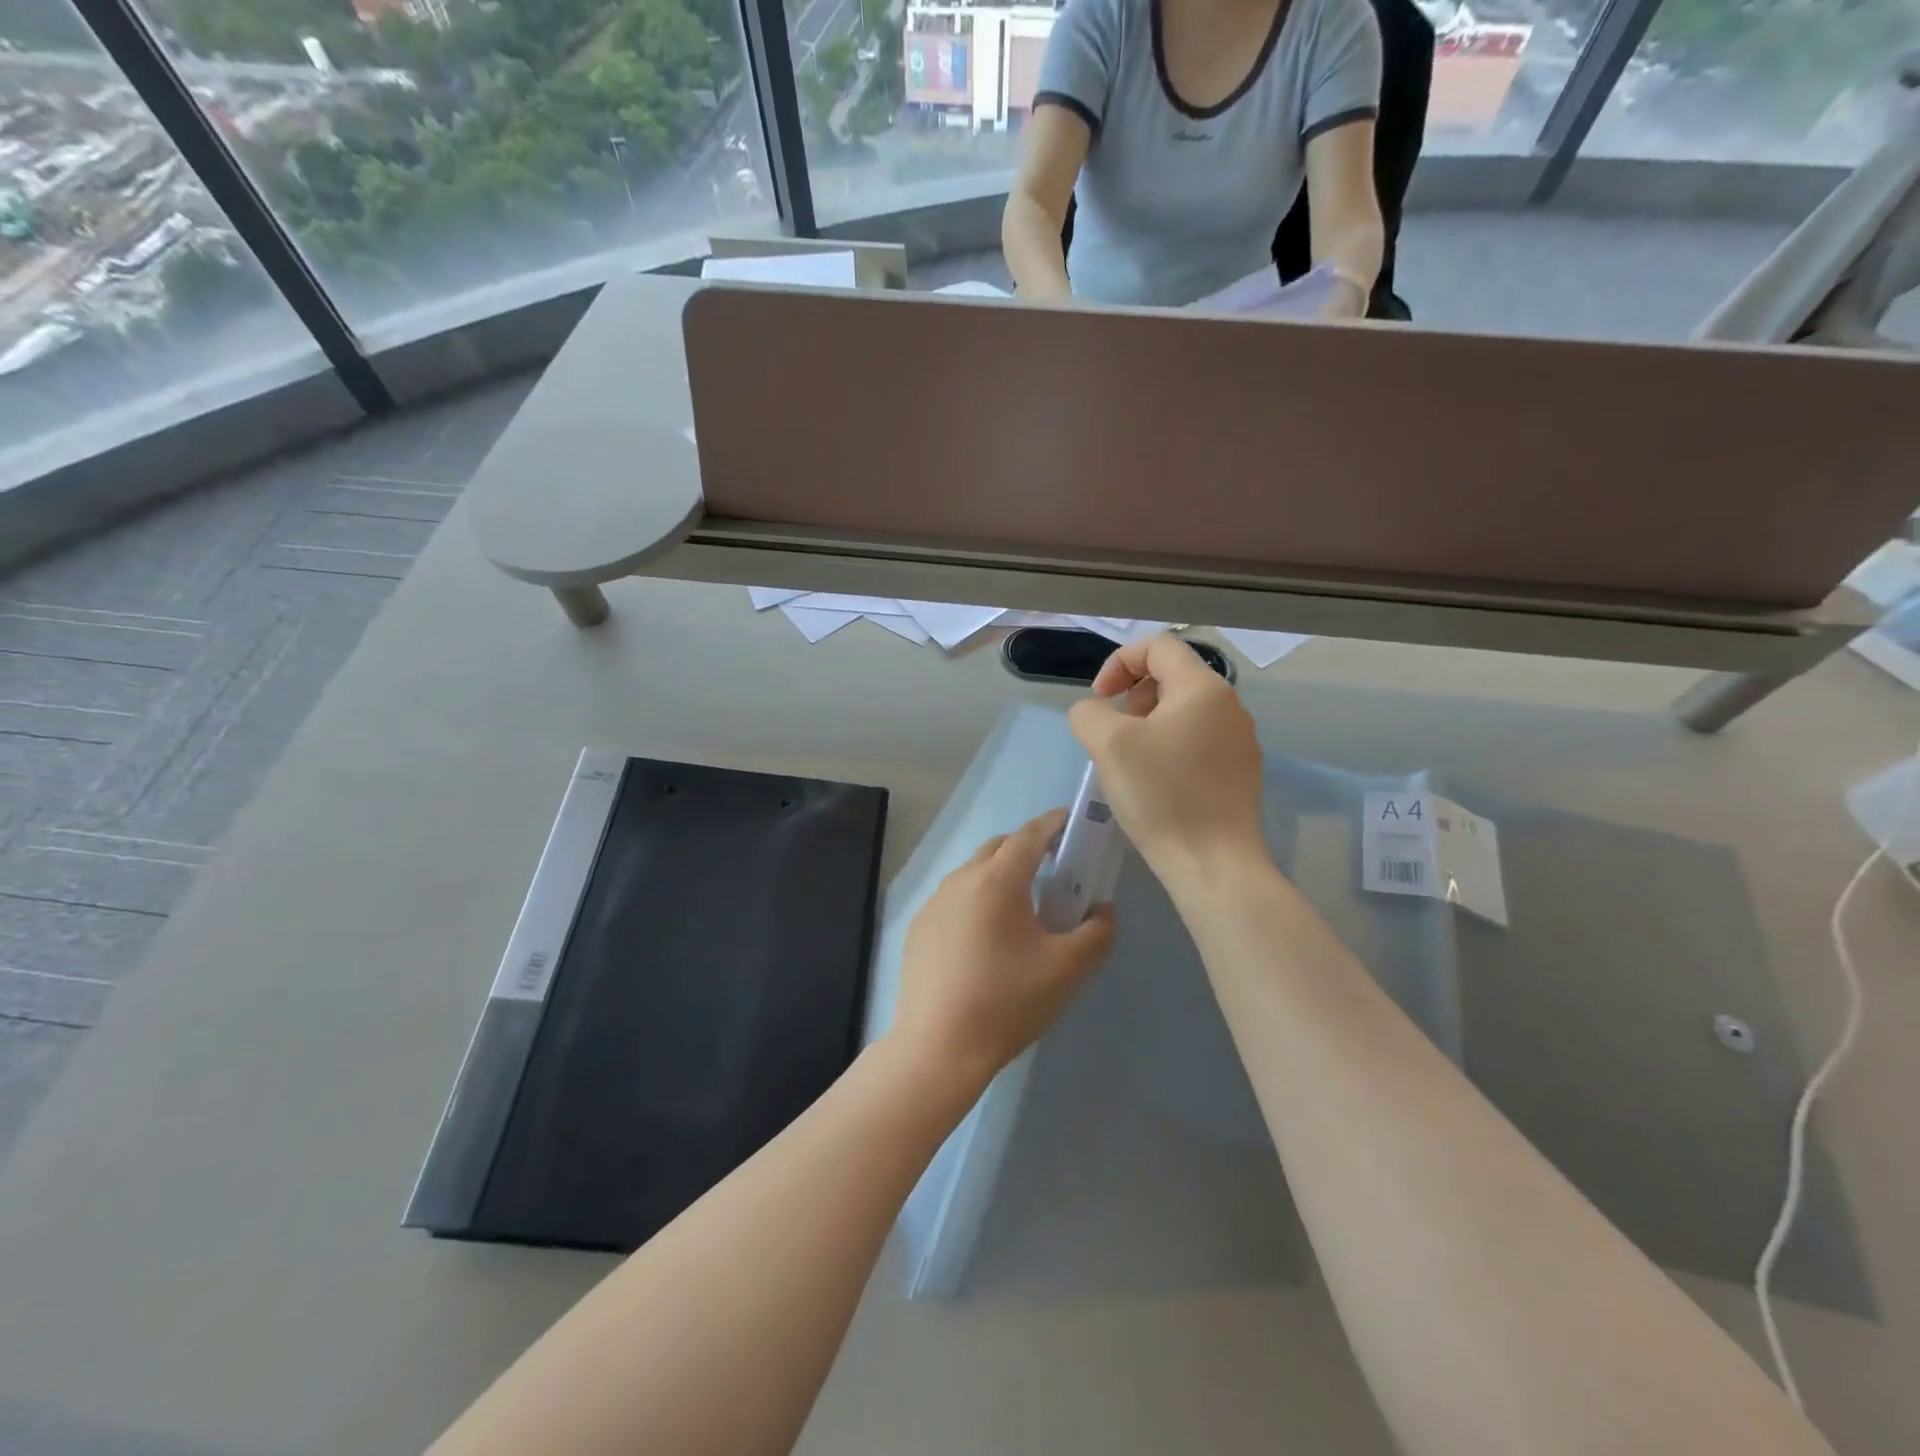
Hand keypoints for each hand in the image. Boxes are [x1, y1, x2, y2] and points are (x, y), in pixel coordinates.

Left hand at [889, 809, 1114, 1091]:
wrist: (938, 1047)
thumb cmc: (1007, 1002)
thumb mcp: (1067, 970)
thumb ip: (1097, 933)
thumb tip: (1103, 910)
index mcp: (997, 880)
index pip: (1029, 834)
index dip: (1054, 823)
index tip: (1073, 822)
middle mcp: (961, 879)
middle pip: (999, 848)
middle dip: (1027, 849)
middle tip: (1054, 871)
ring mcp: (934, 903)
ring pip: (973, 873)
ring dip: (1000, 876)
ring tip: (1022, 909)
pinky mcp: (918, 928)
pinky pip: (954, 899)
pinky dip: (976, 901)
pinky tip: (985, 940)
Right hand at [1068, 634, 1268, 892]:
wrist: (1213, 863)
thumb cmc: (1161, 796)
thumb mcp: (1108, 745)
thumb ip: (1089, 713)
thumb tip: (1096, 713)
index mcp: (1203, 688)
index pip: (1158, 646)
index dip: (1119, 663)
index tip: (1101, 700)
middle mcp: (1229, 706)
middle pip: (1172, 676)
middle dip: (1133, 696)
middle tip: (1113, 733)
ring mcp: (1239, 740)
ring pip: (1183, 710)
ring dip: (1148, 723)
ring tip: (1130, 760)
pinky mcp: (1239, 771)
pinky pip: (1197, 740)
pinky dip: (1168, 746)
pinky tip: (1155, 783)